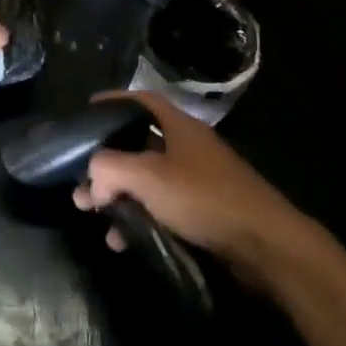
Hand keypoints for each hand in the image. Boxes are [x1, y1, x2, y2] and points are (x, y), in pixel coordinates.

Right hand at [74, 89, 307, 281]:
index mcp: (179, 127)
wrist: (265, 244)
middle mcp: (188, 148)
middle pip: (139, 146)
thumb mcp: (149, 177)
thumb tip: (91, 178)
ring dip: (119, 198)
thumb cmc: (204, 197)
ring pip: (148, 182)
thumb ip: (110, 169)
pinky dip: (140, 220)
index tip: (87, 112)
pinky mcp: (204, 213)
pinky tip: (123, 242)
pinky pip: (162, 209)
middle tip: (80, 182)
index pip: (141, 101)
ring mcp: (198, 181)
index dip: (114, 101)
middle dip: (107, 164)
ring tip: (95, 218)